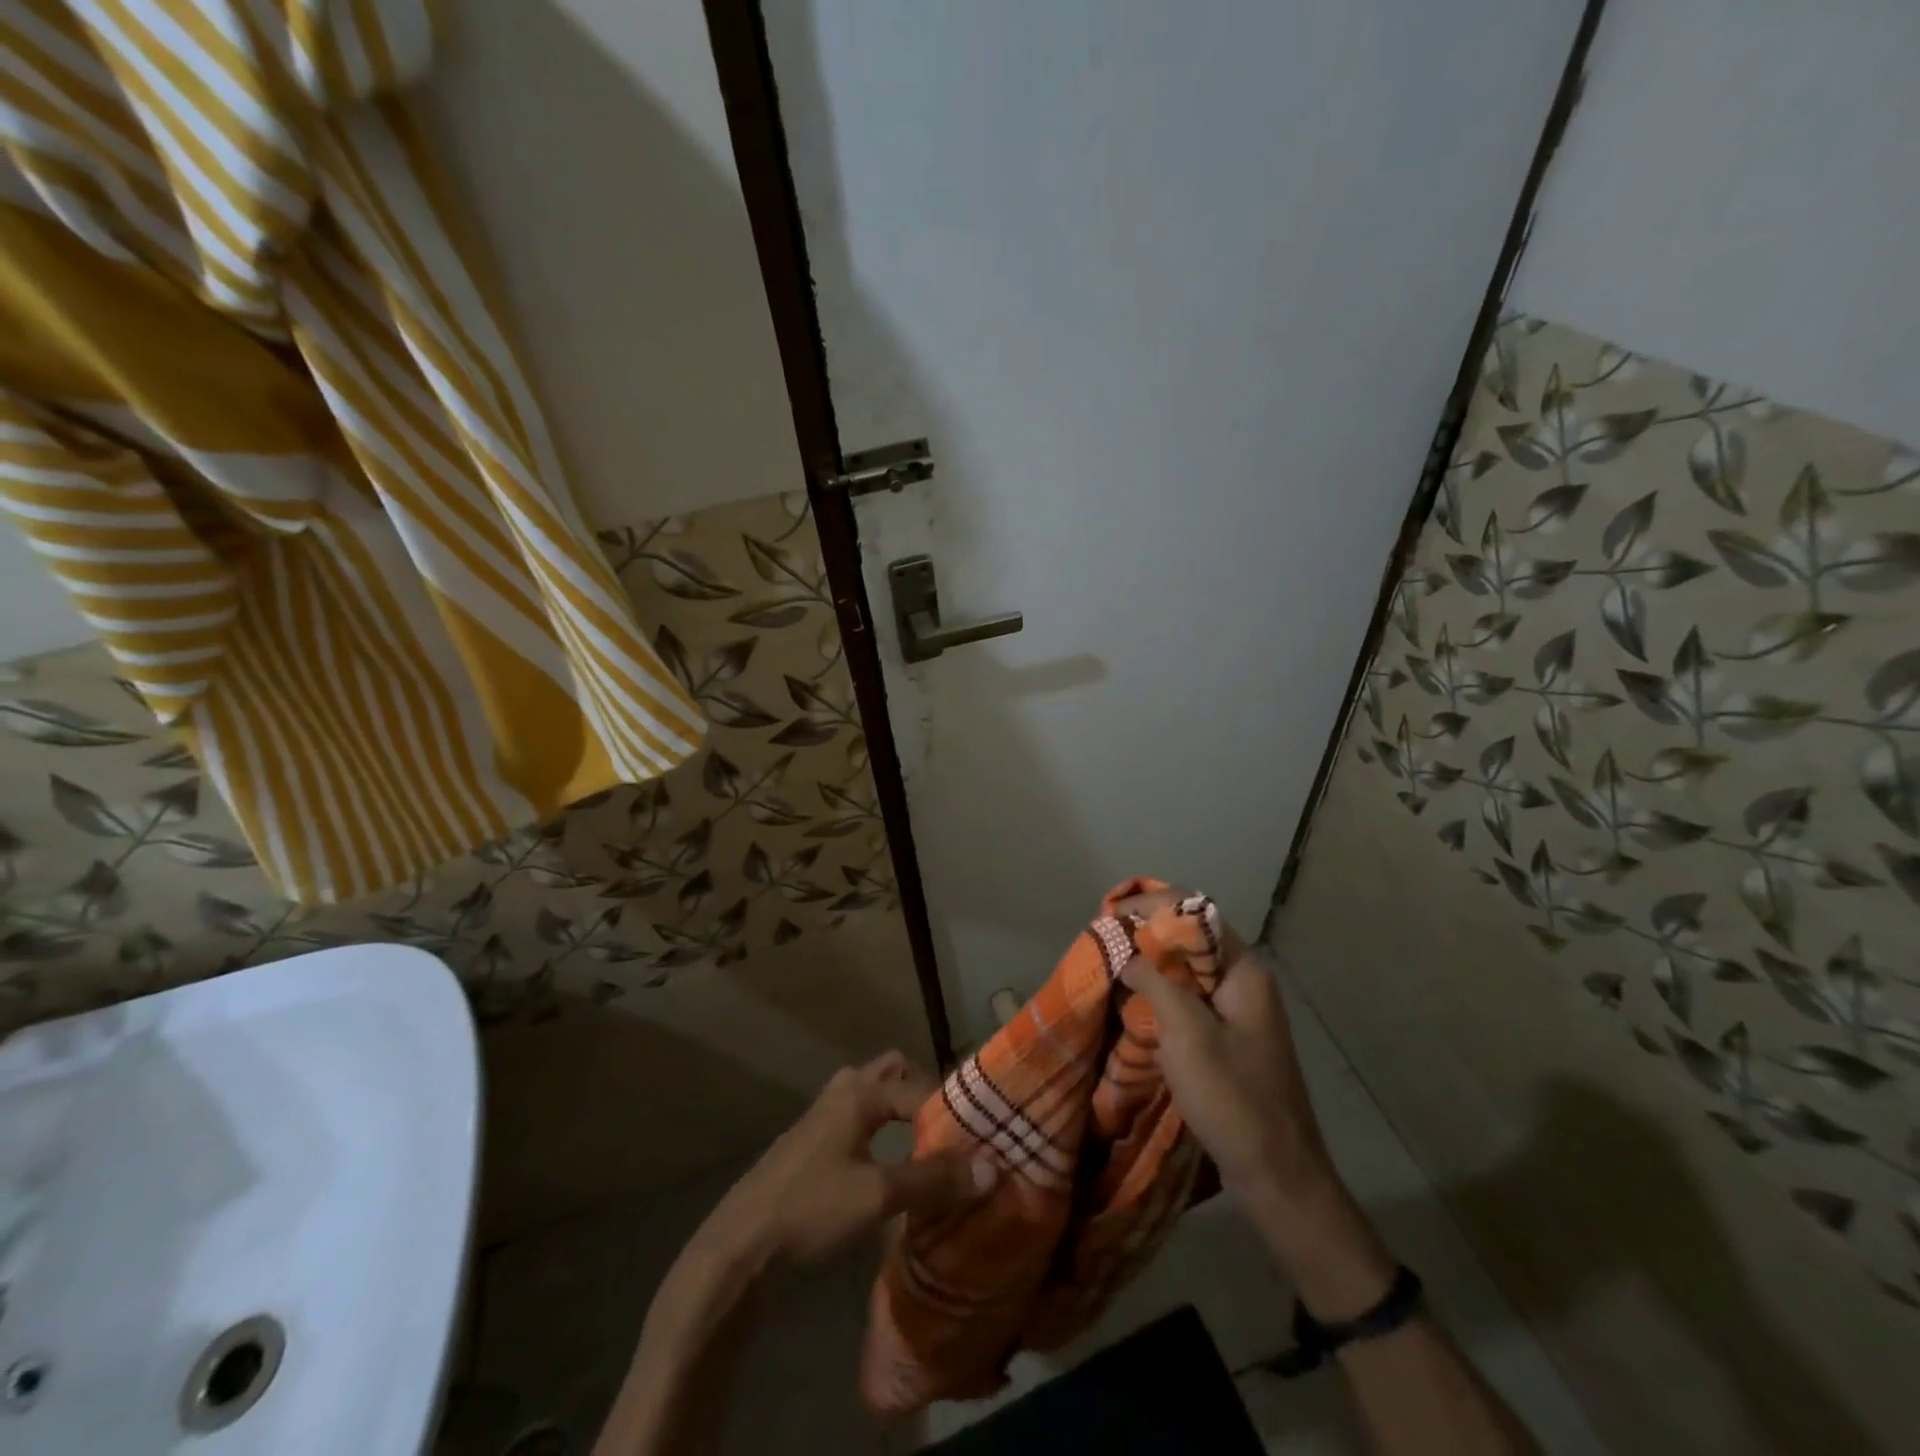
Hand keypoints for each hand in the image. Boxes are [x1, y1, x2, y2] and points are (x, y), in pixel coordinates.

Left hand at [708, 1051, 995, 1265]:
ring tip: (930, 1143)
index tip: (978, 1139)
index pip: (921, 1089)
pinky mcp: (814, 1143)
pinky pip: (859, 1119)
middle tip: (951, 1128)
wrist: (740, 1246)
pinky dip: (882, 1129)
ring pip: (874, 1096)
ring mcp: (824, 1115)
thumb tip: (991, 1167)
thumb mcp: (878, 1196)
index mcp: (859, 1092)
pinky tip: (891, 1163)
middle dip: (924, 1094)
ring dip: (901, 1111)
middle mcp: (843, 1090)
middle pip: (893, 1074)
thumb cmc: (810, 1208)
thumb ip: (933, 1180)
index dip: (951, 1113)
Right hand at [1115, 895, 1395, 1318]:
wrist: (1278, 1176)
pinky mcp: (1227, 1039)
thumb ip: (1154, 981)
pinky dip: (1159, 994)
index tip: (1109, 913)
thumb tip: (1124, 950)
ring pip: (1187, 970)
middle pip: (1191, 939)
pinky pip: (1188, 1000)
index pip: (1196, 913)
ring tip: (1110, 964)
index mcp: (1243, 971)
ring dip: (1150, 964)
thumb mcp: (1187, 1033)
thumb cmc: (1233, 1098)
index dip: (1152, 905)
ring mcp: (1237, 1012)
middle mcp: (1243, 982)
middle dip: (1146, 932)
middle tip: (1104, 938)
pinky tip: (1132, 1003)